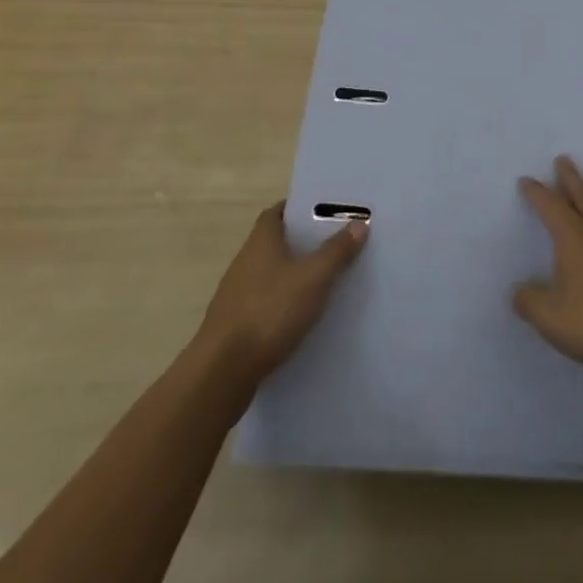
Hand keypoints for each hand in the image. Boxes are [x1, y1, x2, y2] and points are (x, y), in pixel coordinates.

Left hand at [193, 202, 366, 392]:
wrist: (222, 373)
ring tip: (324, 281)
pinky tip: (302, 317)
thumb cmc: (269, 312)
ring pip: (270, 274)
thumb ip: (337, 251)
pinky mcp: (235, 325)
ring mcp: (236, 295)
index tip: (324, 211)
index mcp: (261, 242)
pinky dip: (283, 303)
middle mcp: (245, 262)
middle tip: (334, 244)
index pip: (277, 212)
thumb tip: (360, 223)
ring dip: (293, 275)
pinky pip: (265, 303)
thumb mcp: (313, 278)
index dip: (298, 209)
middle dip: (302, 242)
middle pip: (275, 243)